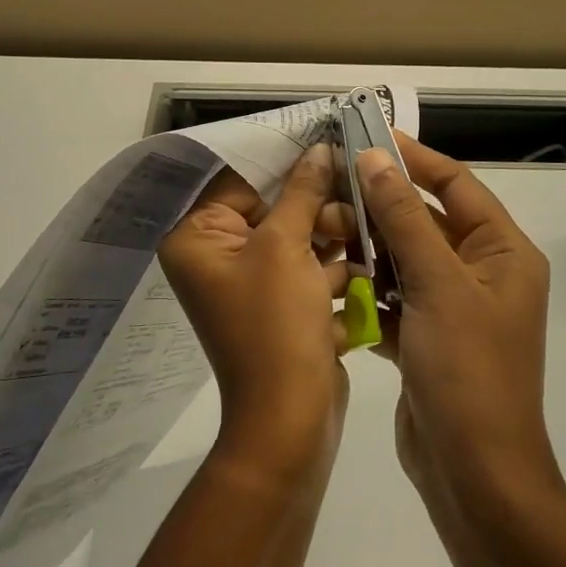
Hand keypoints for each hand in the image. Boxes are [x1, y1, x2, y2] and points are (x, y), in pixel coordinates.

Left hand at [158, 145, 355, 472]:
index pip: (240, 182)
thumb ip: (303, 191)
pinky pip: (307, 271)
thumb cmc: (275, 325)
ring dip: (333, 237)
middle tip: (356, 203)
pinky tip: (368, 263)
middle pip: (273, 209)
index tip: (329, 145)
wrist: (290, 421)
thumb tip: (318, 148)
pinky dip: (335, 268)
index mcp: (197, 240)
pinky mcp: (280, 307)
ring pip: (297, 239)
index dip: (287, 165)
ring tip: (366, 233)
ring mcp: (250, 284)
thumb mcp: (287, 247)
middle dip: (318, 207)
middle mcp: (217, 258)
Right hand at [356, 135, 557, 509]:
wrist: (474, 476)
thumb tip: (375, 158)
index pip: (456, 185)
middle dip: (379, 206)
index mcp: (502, 253)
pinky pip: (393, 296)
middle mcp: (481, 274)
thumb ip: (404, 218)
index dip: (414, 158)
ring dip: (366, 247)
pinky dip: (366, 288)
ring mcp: (453, 308)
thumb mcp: (437, 284)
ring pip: (403, 259)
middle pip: (425, 221)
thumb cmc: (468, 371)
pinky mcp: (426, 337)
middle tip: (330, 189)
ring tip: (323, 233)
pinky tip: (332, 280)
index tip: (368, 137)